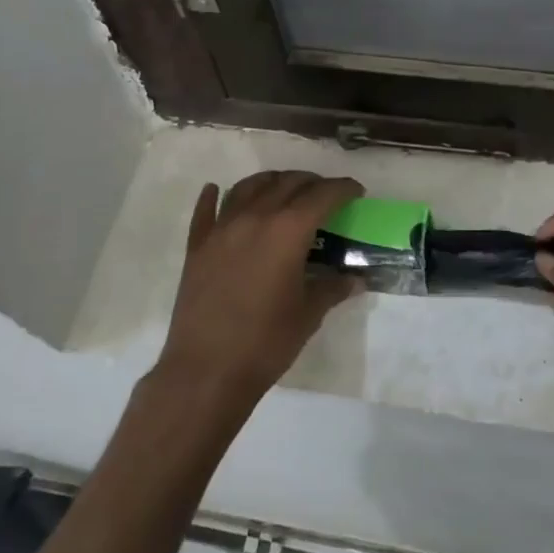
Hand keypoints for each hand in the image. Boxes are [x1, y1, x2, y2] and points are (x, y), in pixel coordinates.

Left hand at [155, 171, 365, 407]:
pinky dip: (213, 196)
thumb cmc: (266, 342)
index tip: (356, 191)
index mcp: (288, 230)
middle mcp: (255, 217)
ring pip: (248, 187)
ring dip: (271, 181)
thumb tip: (355, 279)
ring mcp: (222, 229)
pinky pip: (206, 210)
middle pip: (287, 183)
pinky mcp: (197, 246)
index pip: (322, 195)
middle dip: (311, 183)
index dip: (343, 189)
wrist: (207, 371)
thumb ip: (332, 288)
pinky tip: (215, 190)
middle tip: (325, 195)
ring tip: (282, 189)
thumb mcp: (308, 315)